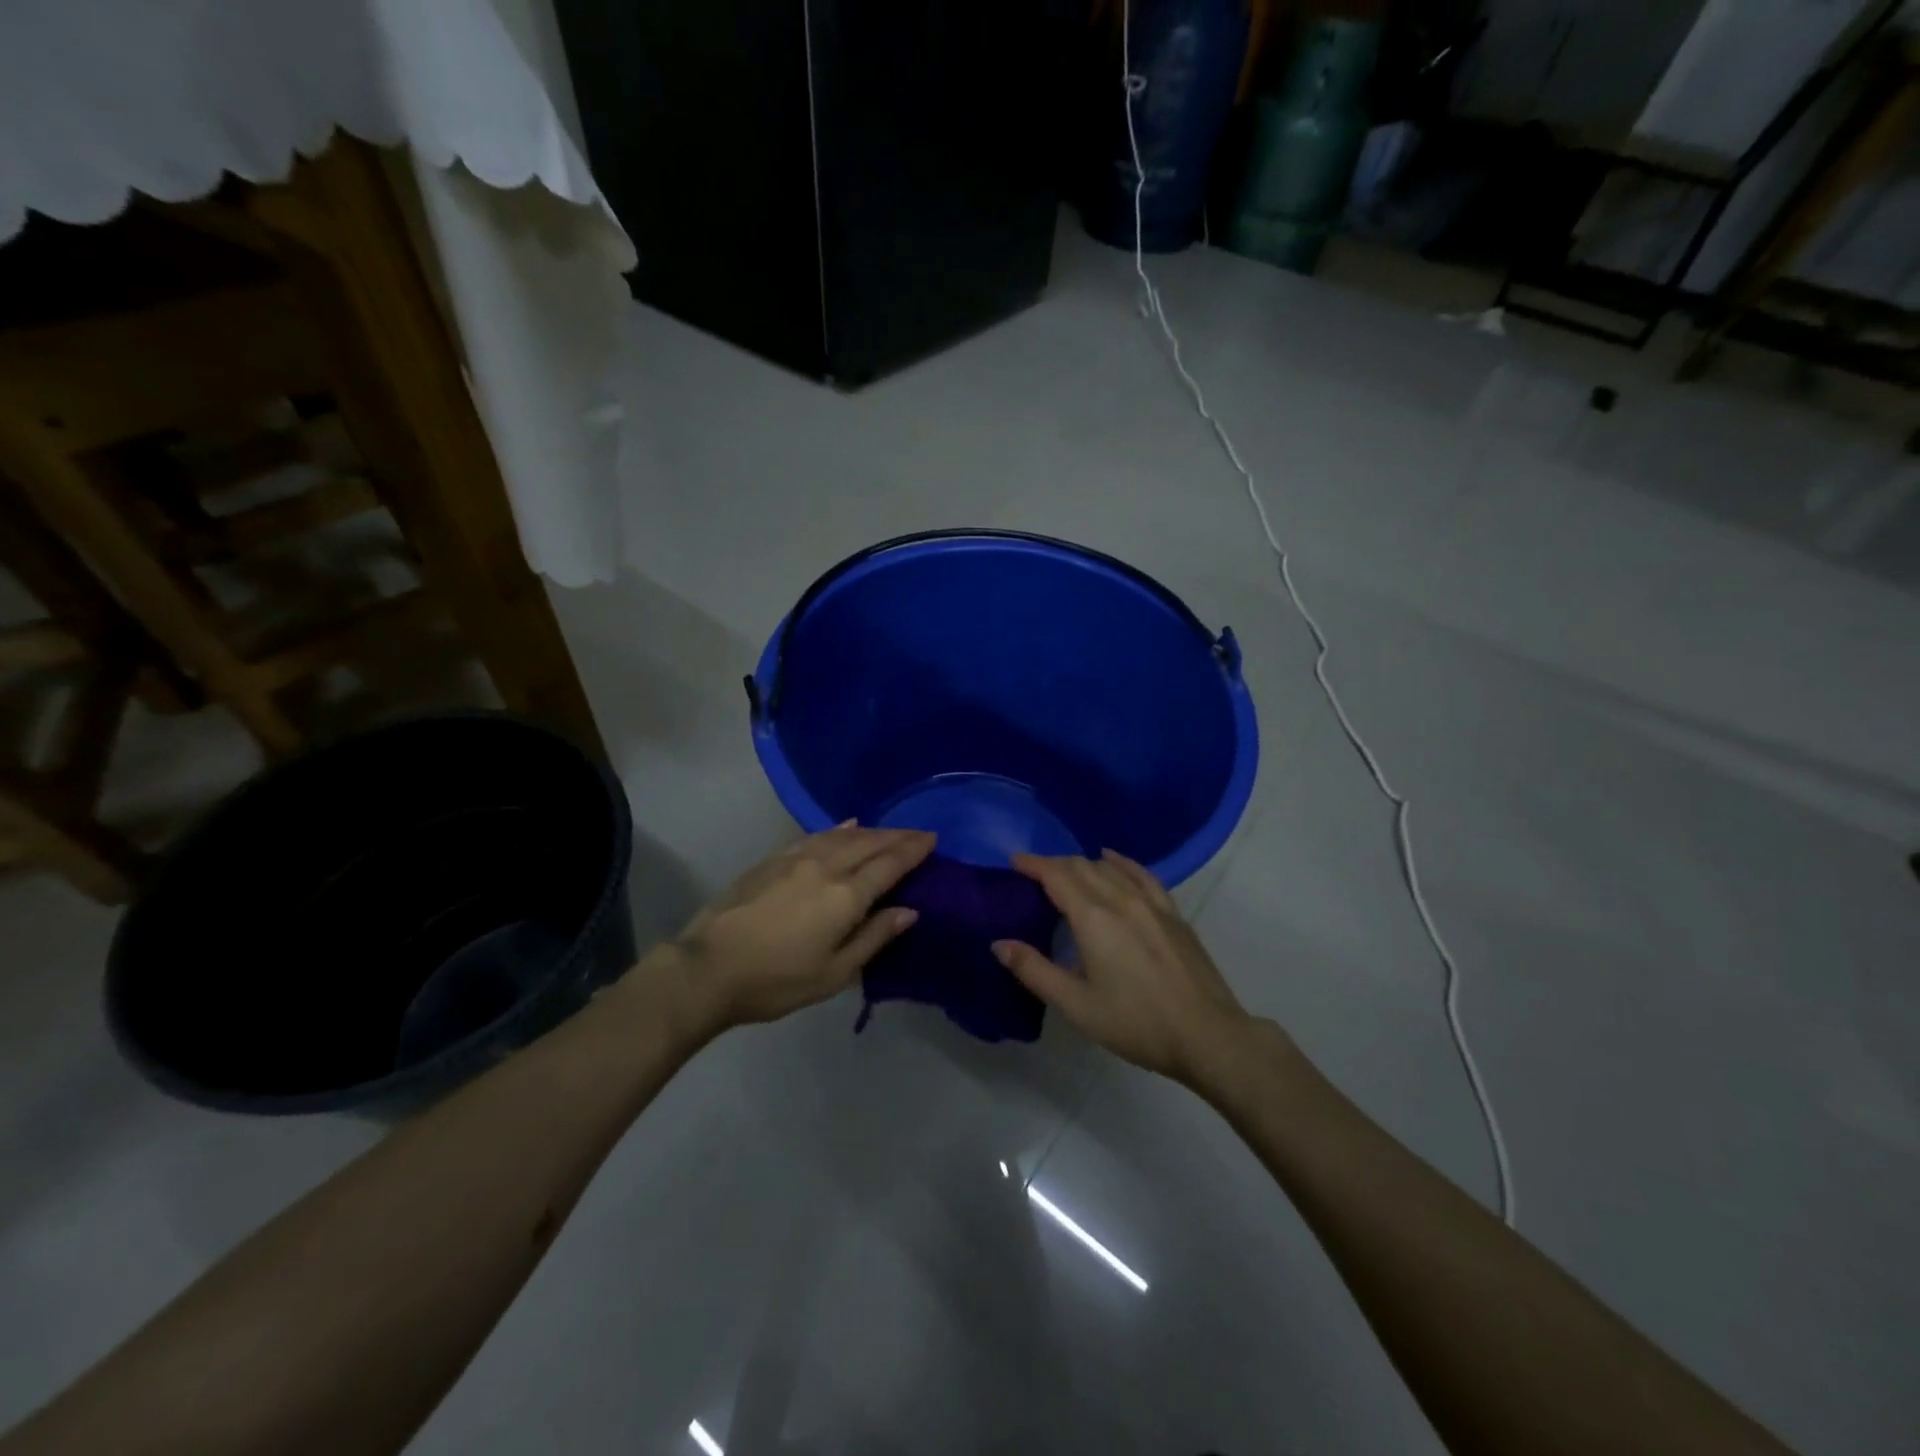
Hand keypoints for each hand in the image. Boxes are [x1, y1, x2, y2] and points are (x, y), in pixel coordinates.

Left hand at [656, 823, 935, 1034]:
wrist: (708, 968)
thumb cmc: (776, 980)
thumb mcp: (834, 973)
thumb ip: (874, 937)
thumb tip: (909, 910)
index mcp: (846, 896)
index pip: (889, 864)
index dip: (913, 850)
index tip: (933, 839)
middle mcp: (826, 867)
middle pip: (869, 843)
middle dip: (897, 836)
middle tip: (918, 833)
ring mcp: (796, 858)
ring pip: (843, 834)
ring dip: (871, 830)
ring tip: (888, 831)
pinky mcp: (773, 859)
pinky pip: (816, 835)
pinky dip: (838, 829)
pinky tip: (845, 826)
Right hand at [993, 850, 1250, 1083]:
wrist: (1207, 1035)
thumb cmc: (1136, 1023)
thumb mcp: (1076, 1005)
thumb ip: (1034, 970)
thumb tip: (1000, 944)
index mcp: (1093, 918)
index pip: (1057, 876)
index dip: (1033, 864)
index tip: (1014, 860)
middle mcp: (1121, 899)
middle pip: (1082, 867)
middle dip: (1054, 864)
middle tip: (1033, 873)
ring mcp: (1151, 903)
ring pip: (1110, 868)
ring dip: (1083, 864)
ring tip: (1067, 871)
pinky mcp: (1172, 913)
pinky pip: (1142, 875)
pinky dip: (1121, 863)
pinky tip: (1113, 861)